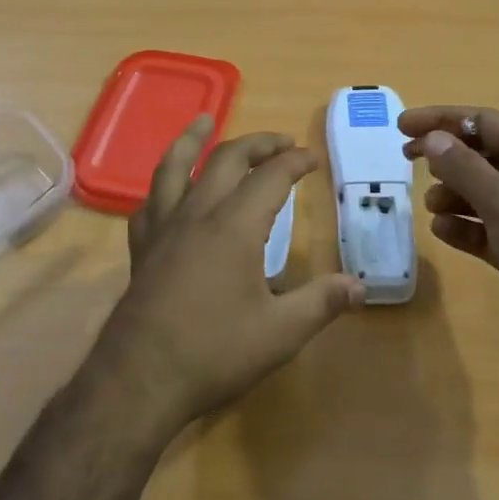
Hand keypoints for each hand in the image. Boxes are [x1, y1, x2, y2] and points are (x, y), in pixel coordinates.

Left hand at [90, 117, 364, 444]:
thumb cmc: (214, 353)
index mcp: (234, 226)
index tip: (312, 158)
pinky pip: (150, 201)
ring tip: (204, 120)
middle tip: (281, 144)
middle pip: (226, 161)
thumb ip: (321, 303)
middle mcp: (196, 214)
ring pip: (175, 167)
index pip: (270, 178)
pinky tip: (168, 187)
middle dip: (257, 145)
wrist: (139, 379)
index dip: (294, 163)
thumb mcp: (280, 333)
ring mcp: (163, 229)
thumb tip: (360, 286)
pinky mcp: (141, 249)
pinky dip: (164, 184)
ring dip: (193, 140)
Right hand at [398, 105, 498, 387]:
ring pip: (482, 193)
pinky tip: (444, 233)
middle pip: (482, 155)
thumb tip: (433, 138)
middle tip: (406, 160)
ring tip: (431, 207)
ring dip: (453, 194)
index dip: (442, 120)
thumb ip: (465, 168)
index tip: (401, 127)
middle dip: (445, 157)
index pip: (484, 122)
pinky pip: (486, 229)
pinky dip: (464, 227)